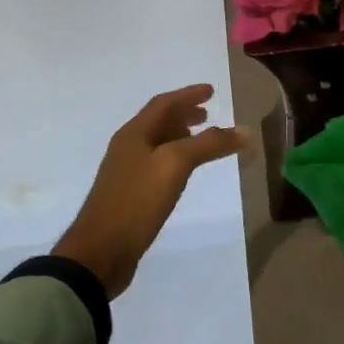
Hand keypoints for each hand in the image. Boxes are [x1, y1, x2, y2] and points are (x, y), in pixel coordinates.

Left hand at [52, 85, 247, 297]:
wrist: (100, 252)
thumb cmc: (137, 200)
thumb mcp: (175, 165)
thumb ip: (209, 144)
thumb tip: (244, 131)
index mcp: (134, 133)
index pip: (164, 103)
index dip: (188, 94)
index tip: (211, 91)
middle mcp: (128, 147)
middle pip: (158, 121)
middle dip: (184, 114)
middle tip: (208, 113)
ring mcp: (126, 172)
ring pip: (157, 143)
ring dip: (180, 136)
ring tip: (201, 140)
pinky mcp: (129, 195)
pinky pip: (156, 165)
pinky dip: (174, 158)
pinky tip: (184, 173)